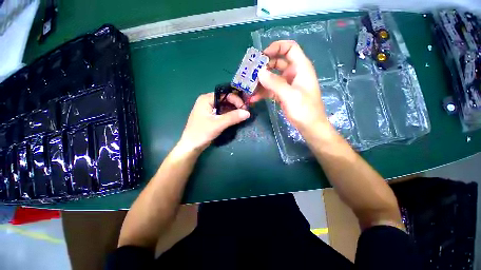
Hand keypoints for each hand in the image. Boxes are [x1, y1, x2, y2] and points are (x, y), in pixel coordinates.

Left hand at [177, 92, 249, 152]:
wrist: (191, 146)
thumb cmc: (202, 133)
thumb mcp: (218, 124)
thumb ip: (233, 117)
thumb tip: (248, 113)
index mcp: (207, 99)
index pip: (225, 94)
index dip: (236, 100)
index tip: (245, 108)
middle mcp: (208, 101)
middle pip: (226, 100)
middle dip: (236, 105)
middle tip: (245, 112)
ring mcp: (210, 109)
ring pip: (225, 106)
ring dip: (234, 110)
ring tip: (243, 115)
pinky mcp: (212, 116)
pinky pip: (223, 113)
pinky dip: (230, 115)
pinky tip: (236, 118)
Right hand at [251, 40, 328, 133]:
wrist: (310, 127)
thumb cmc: (305, 110)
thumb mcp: (290, 96)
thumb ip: (275, 83)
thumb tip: (259, 72)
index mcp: (301, 68)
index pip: (290, 48)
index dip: (276, 48)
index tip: (262, 56)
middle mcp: (294, 73)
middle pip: (277, 63)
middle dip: (263, 67)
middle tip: (250, 74)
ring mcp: (287, 84)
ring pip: (272, 77)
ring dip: (261, 82)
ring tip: (249, 88)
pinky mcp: (283, 94)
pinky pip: (271, 89)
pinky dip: (263, 92)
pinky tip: (254, 98)